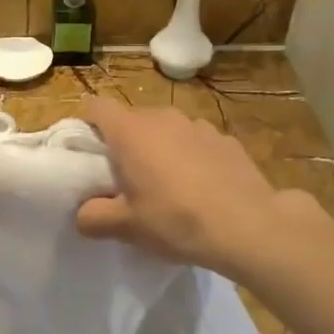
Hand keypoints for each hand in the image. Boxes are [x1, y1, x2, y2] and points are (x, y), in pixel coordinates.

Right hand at [74, 98, 329, 276]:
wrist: (250, 226)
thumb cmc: (176, 220)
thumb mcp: (126, 227)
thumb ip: (93, 217)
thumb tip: (83, 214)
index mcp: (130, 131)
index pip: (96, 106)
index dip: (87, 125)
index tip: (88, 154)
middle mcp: (162, 117)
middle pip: (131, 120)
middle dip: (124, 144)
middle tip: (125, 180)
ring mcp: (198, 125)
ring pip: (166, 130)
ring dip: (160, 149)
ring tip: (167, 186)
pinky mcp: (226, 139)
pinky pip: (195, 142)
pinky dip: (191, 157)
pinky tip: (202, 189)